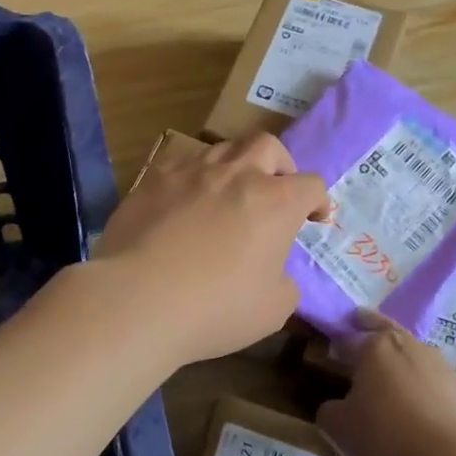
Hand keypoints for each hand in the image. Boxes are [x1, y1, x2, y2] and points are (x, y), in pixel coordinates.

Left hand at [86, 133, 327, 368]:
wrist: (138, 298)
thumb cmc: (215, 308)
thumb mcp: (272, 309)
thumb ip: (284, 281)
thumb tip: (274, 270)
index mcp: (275, 202)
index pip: (310, 184)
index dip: (317, 200)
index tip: (314, 218)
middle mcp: (236, 175)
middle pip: (267, 146)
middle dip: (279, 164)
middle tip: (274, 190)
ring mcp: (192, 171)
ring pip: (222, 148)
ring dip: (235, 166)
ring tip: (227, 194)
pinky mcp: (154, 178)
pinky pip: (181, 163)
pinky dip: (193, 177)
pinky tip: (185, 200)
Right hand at [316, 311, 455, 455]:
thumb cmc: (387, 439)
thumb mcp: (338, 430)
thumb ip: (329, 410)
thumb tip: (335, 406)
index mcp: (374, 347)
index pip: (347, 340)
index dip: (335, 348)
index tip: (329, 357)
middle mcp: (409, 345)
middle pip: (384, 328)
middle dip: (369, 326)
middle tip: (359, 326)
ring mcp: (441, 365)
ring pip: (413, 353)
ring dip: (401, 359)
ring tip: (393, 378)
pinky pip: (436, 381)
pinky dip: (426, 387)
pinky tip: (422, 408)